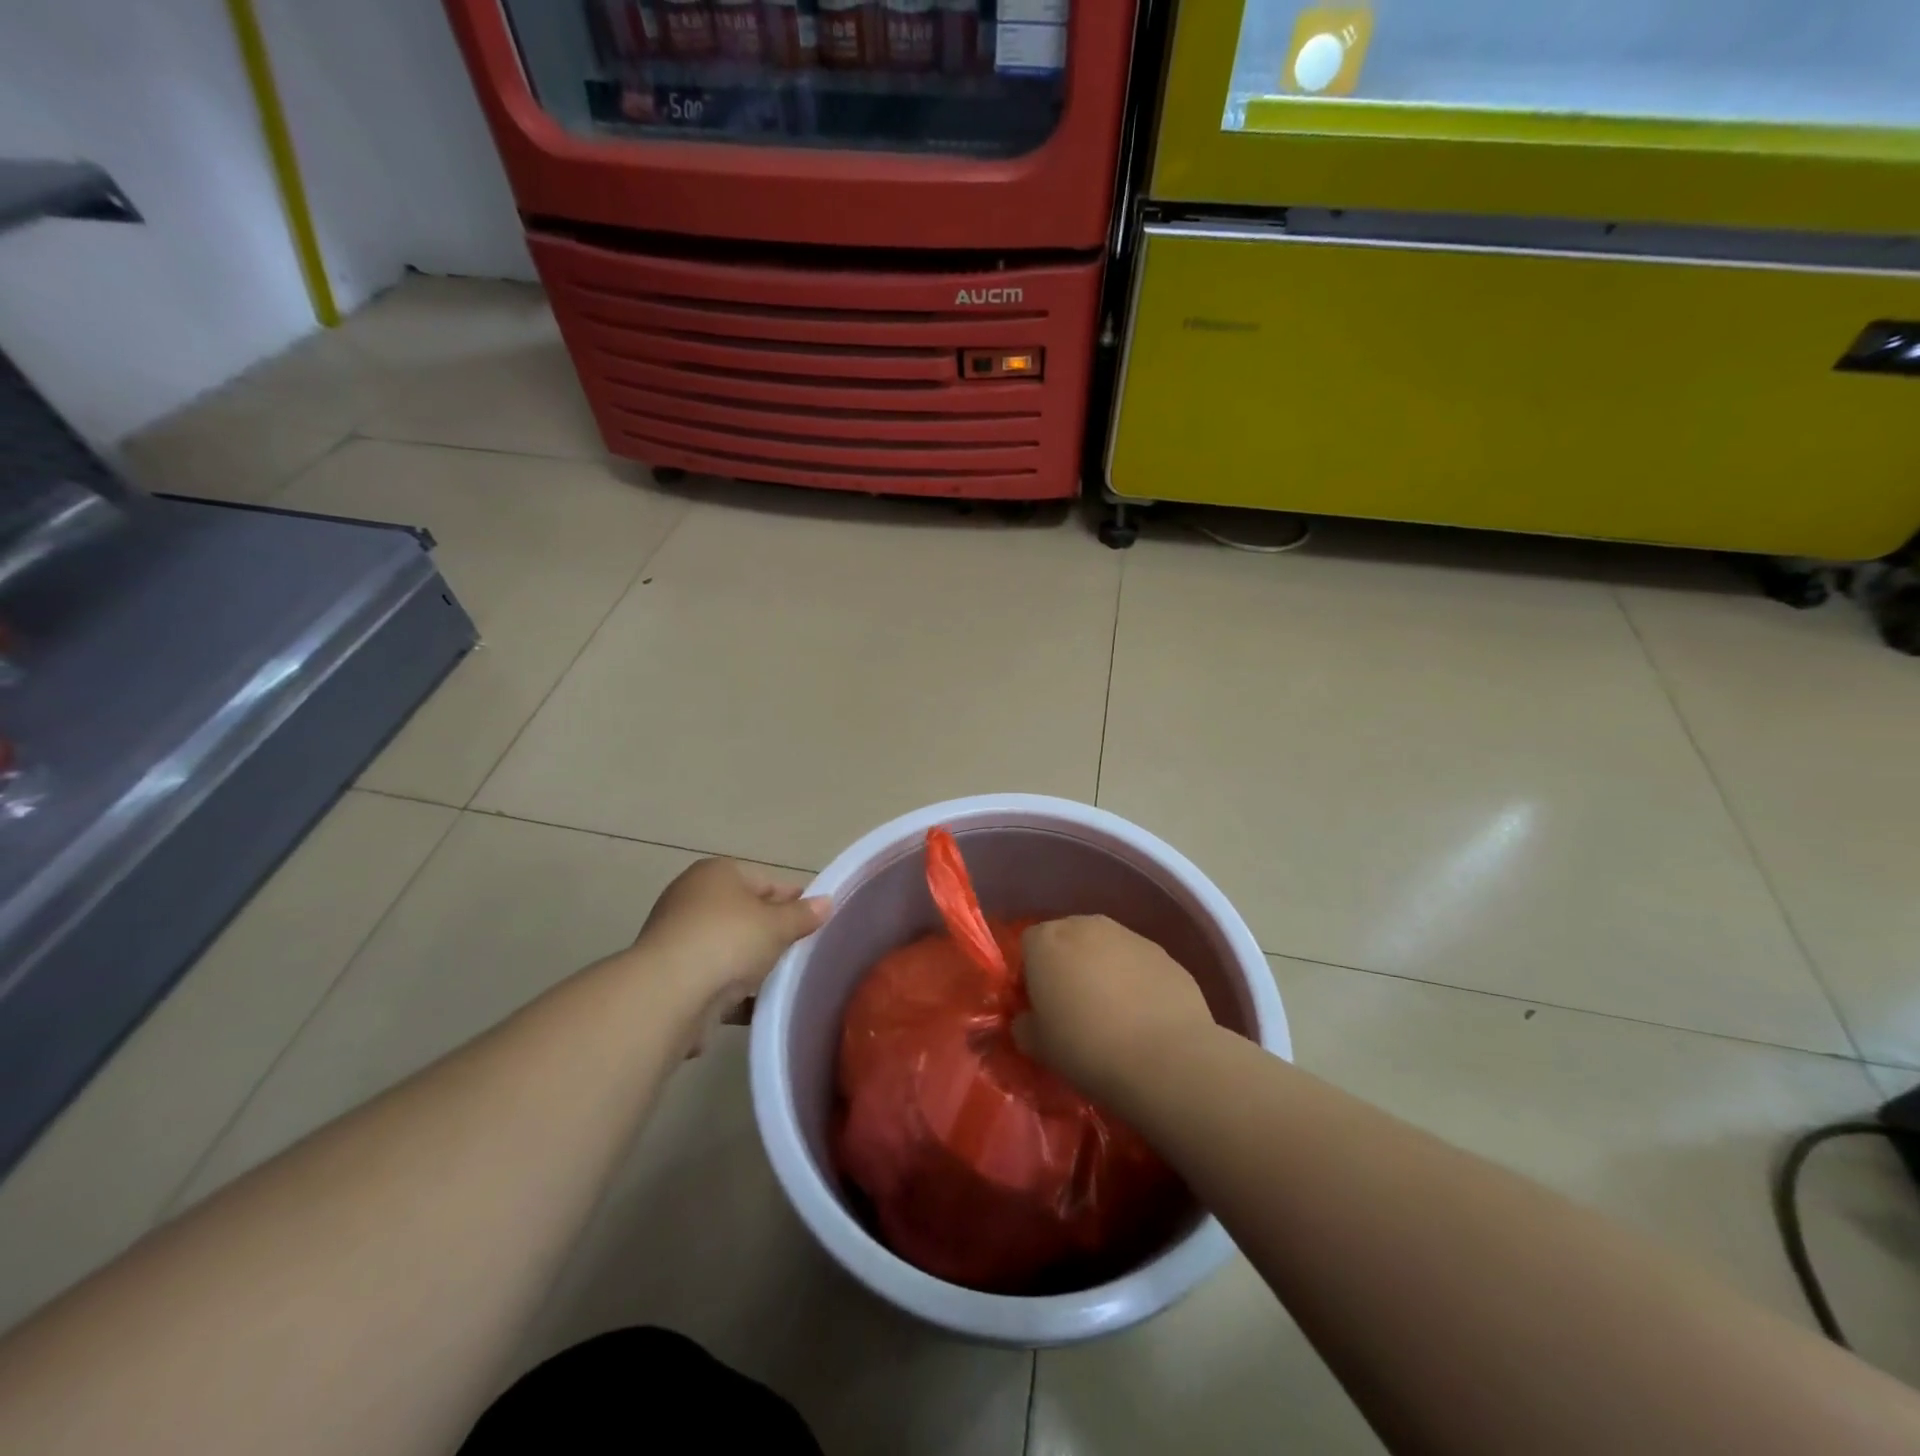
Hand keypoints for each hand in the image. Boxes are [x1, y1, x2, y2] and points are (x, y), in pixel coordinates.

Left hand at [631, 859, 830, 1047]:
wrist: (669, 995)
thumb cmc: (728, 940)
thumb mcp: (777, 925)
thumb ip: (803, 915)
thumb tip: (826, 902)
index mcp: (716, 874)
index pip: (764, 881)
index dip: (793, 899)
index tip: (815, 919)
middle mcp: (692, 900)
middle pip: (745, 914)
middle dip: (772, 932)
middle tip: (803, 950)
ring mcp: (679, 939)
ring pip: (729, 948)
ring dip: (752, 963)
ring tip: (786, 979)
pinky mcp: (673, 977)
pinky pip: (714, 979)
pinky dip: (735, 990)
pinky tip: (760, 1004)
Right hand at [1019, 916, 1216, 1101]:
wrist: (1165, 1058)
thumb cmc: (1087, 1047)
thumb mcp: (1038, 1046)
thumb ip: (1024, 1025)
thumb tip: (1028, 1020)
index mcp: (1046, 941)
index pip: (1028, 944)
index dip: (1031, 974)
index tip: (1040, 1005)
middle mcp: (1086, 926)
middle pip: (1067, 938)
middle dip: (1066, 965)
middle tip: (1073, 1007)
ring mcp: (1128, 935)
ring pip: (1104, 948)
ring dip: (1102, 970)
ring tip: (1112, 1013)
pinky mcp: (1163, 952)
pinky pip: (1137, 962)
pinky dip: (1135, 980)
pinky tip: (1143, 1016)